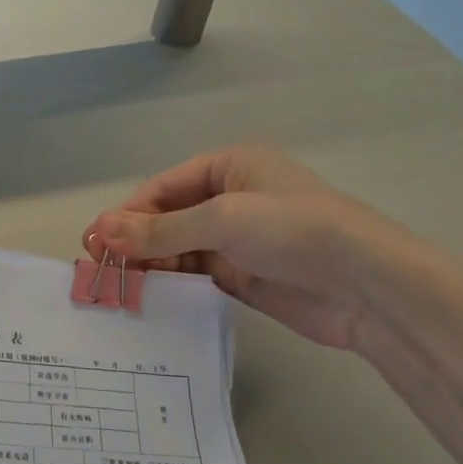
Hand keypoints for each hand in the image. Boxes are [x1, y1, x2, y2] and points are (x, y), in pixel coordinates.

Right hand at [83, 144, 409, 349]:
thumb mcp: (222, 220)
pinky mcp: (241, 275)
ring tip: (117, 286)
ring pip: (176, 248)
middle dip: (134, 241)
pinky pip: (193, 274)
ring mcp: (235, 239)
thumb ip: (159, 230)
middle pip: (166, 218)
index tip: (95, 242)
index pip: (162, 189)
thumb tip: (98, 231)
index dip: (128, 214)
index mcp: (228, 167)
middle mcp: (229, 198)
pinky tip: (147, 296)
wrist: (366, 287)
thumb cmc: (293, 230)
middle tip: (99, 268)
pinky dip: (170, 283)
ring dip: (148, 264)